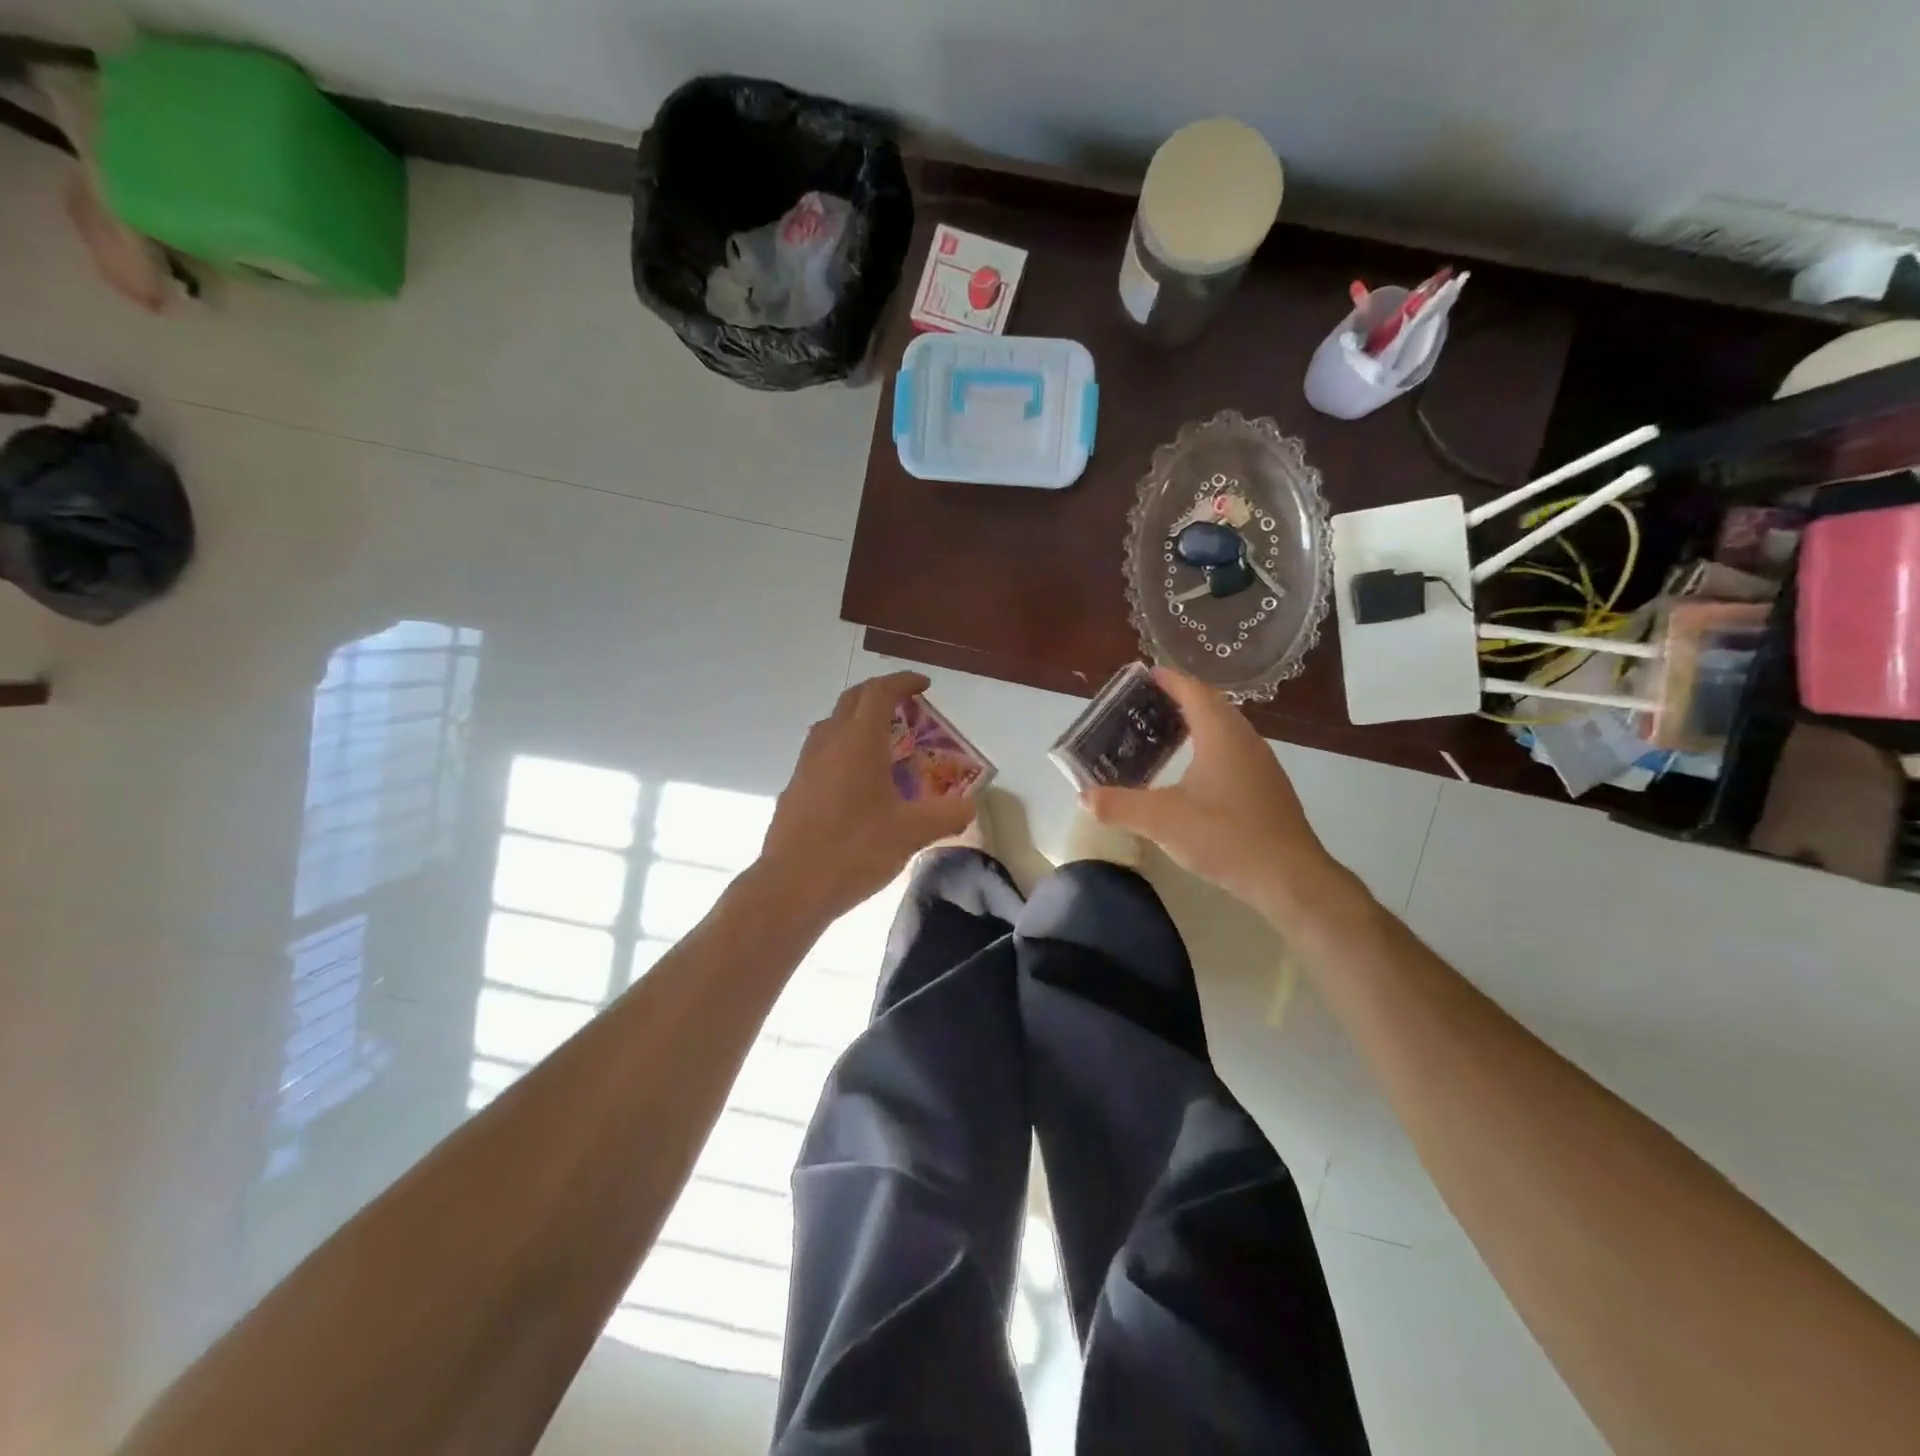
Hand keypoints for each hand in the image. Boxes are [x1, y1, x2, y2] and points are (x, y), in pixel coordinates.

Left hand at [760, 672, 974, 920]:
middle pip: (852, 700)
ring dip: (858, 722)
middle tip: (906, 708)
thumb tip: (970, 806)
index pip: (879, 692)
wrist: (791, 887)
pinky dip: (843, 751)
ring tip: (884, 744)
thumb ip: (946, 815)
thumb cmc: (854, 850)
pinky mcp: (794, 789)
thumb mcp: (910, 833)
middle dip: (880, 695)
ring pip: (832, 725)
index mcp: (858, 742)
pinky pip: (821, 754)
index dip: (902, 682)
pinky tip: (857, 784)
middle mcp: (828, 743)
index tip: (923, 685)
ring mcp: (805, 765)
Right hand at [1081, 668, 1345, 921]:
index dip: (1168, 679)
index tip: (1142, 676)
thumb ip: (1119, 805)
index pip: (1193, 690)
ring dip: (1195, 724)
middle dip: (1178, 699)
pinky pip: (1232, 751)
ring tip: (1162, 735)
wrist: (1289, 877)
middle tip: (1143, 707)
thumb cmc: (1226, 836)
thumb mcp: (1162, 821)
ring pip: (1224, 729)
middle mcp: (1244, 739)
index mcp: (1221, 734)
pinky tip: (1191, 773)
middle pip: (1210, 705)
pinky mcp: (1266, 787)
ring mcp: (1260, 763)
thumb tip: (1084, 796)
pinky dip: (1208, 747)